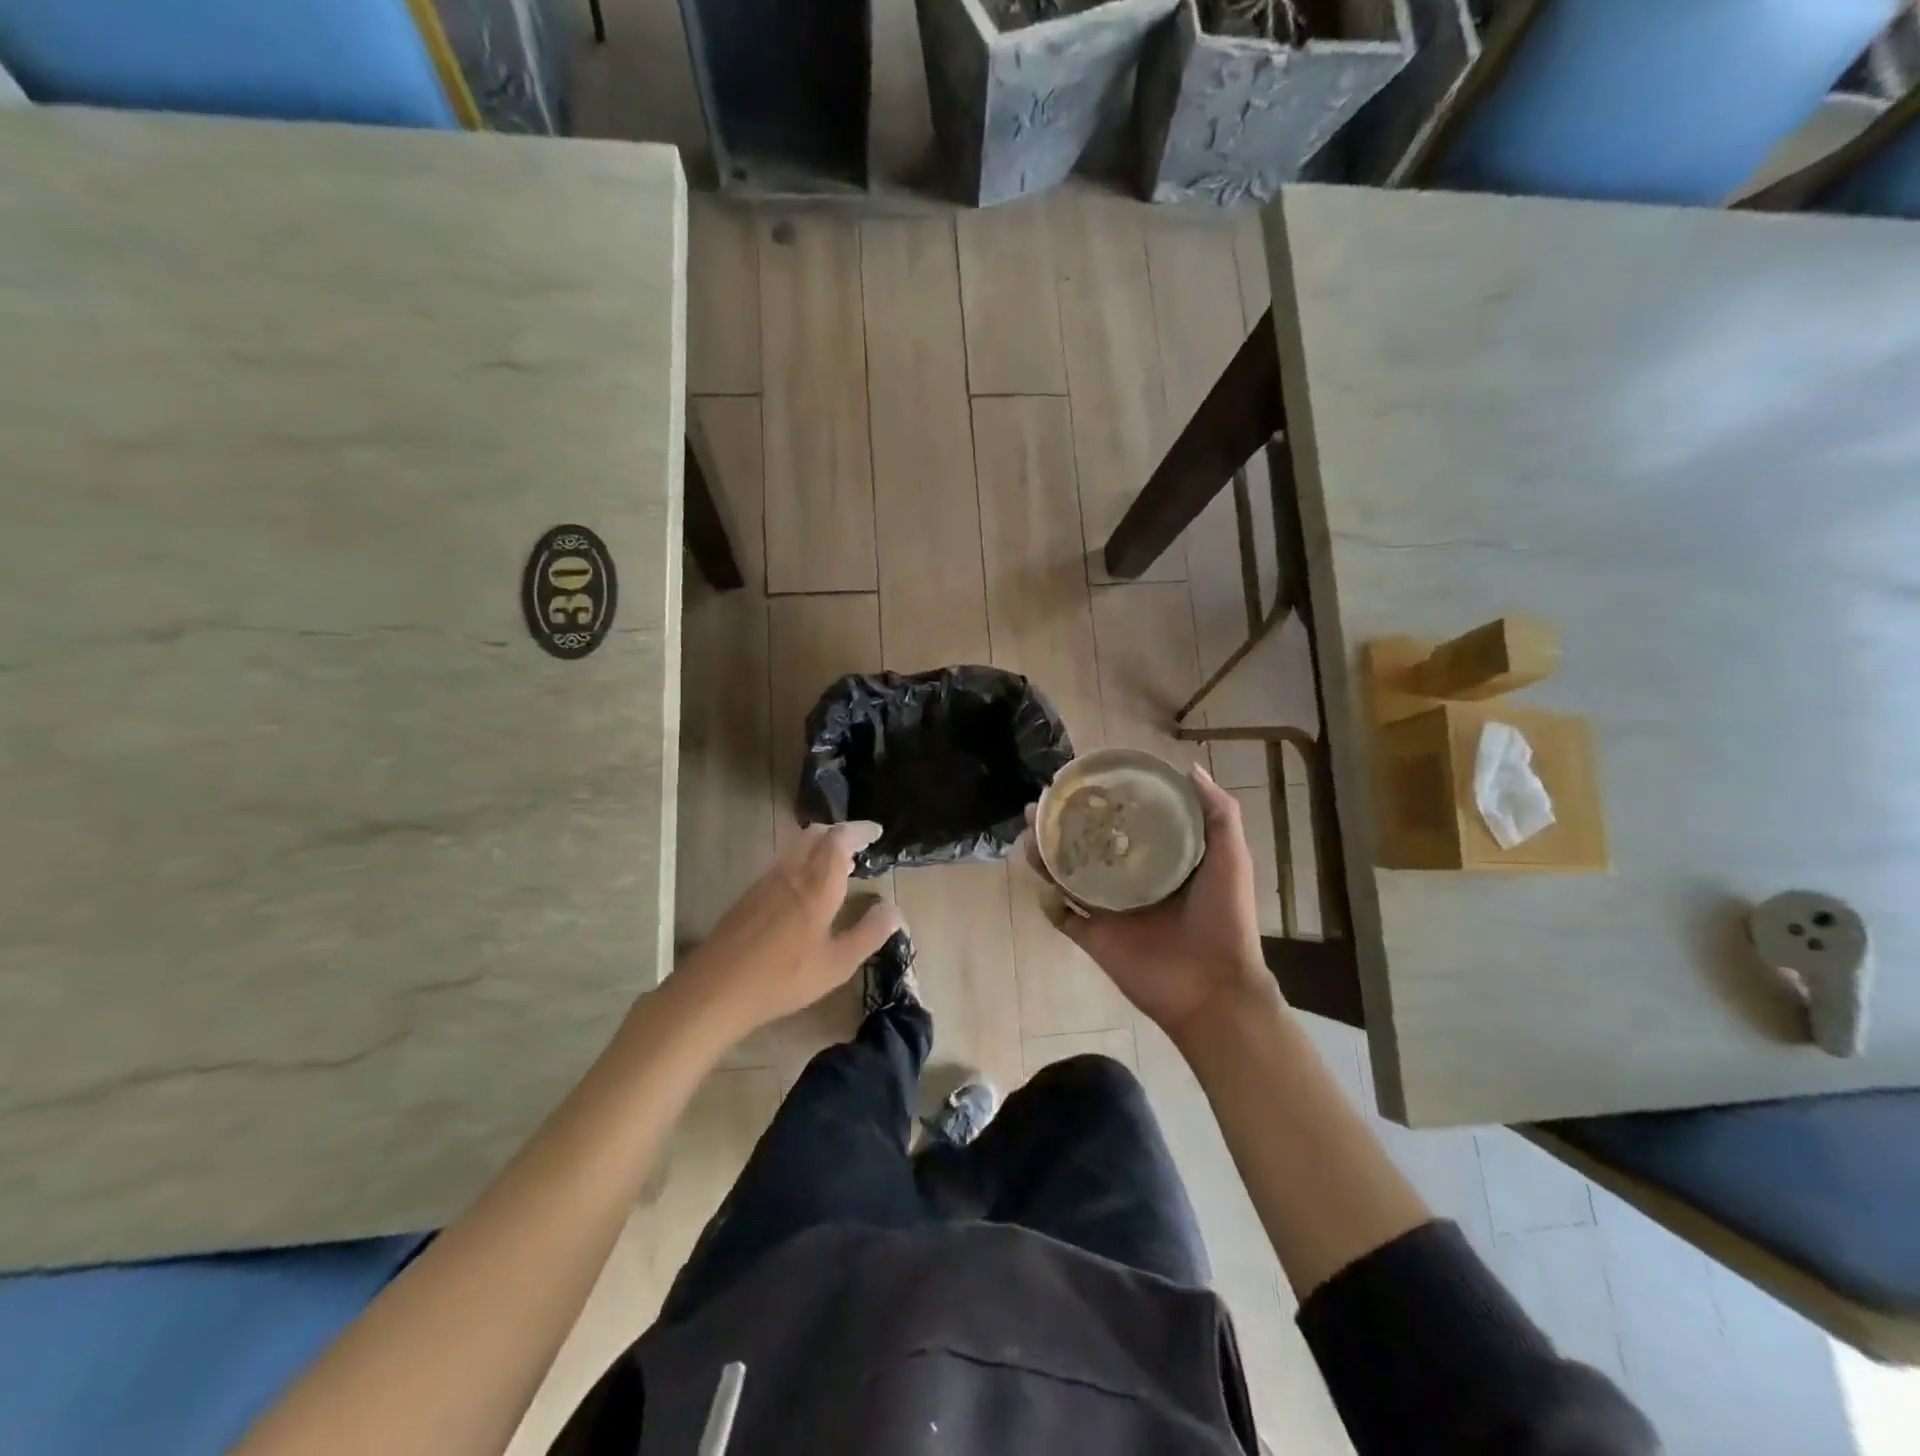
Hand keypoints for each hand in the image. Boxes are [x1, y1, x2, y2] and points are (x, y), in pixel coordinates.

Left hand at [675, 822, 901, 1043]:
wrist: (715, 989)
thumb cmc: (783, 978)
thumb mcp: (837, 964)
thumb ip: (868, 934)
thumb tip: (893, 909)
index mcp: (817, 884)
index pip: (840, 839)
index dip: (860, 831)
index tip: (876, 832)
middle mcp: (791, 872)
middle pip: (816, 835)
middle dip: (840, 833)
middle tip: (860, 846)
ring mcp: (766, 881)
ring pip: (797, 847)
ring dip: (820, 847)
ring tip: (839, 866)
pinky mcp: (750, 895)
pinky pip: (784, 862)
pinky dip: (804, 861)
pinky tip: (807, 889)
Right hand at [1036, 765, 1276, 1045]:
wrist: (1214, 989)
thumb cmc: (1225, 920)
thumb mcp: (1231, 858)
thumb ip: (1218, 813)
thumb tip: (1189, 767)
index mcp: (1159, 860)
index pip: (1123, 823)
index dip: (1101, 801)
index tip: (1081, 780)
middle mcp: (1129, 880)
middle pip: (1086, 845)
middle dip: (1061, 824)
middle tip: (1041, 804)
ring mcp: (1108, 909)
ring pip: (1067, 876)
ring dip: (1046, 856)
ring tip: (1030, 833)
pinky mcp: (1093, 937)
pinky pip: (1062, 917)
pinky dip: (1049, 902)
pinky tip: (1042, 883)